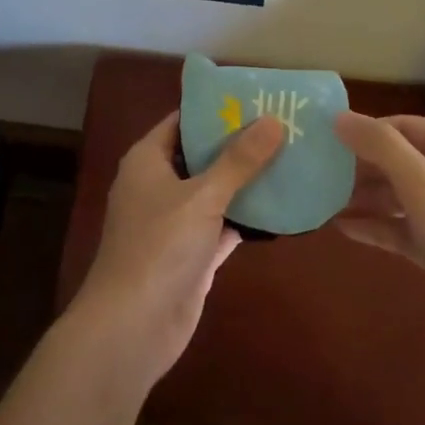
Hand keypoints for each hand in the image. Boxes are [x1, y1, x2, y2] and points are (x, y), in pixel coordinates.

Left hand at [67, 111, 283, 389]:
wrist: (132, 328)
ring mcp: (175, 222)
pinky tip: (283, 205)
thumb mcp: (202, 196)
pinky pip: (223, 225)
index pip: (183, 121)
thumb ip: (239, 160)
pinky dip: (248, 217)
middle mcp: (159, 186)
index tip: (256, 97)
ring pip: (215, 191)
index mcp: (148, 160)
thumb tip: (273, 120)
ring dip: (247, 180)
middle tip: (284, 124)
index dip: (216, 108)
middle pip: (202, 155)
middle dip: (239, 143)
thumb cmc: (159, 247)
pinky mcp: (192, 254)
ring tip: (291, 156)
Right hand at [334, 112, 424, 371]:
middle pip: (400, 160)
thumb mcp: (423, 185)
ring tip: (323, 201)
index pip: (403, 126)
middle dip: (361, 167)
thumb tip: (339, 117)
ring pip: (401, 196)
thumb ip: (381, 147)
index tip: (325, 143)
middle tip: (318, 175)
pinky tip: (344, 229)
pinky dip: (378, 227)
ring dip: (365, 198)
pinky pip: (405, 228)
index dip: (365, 132)